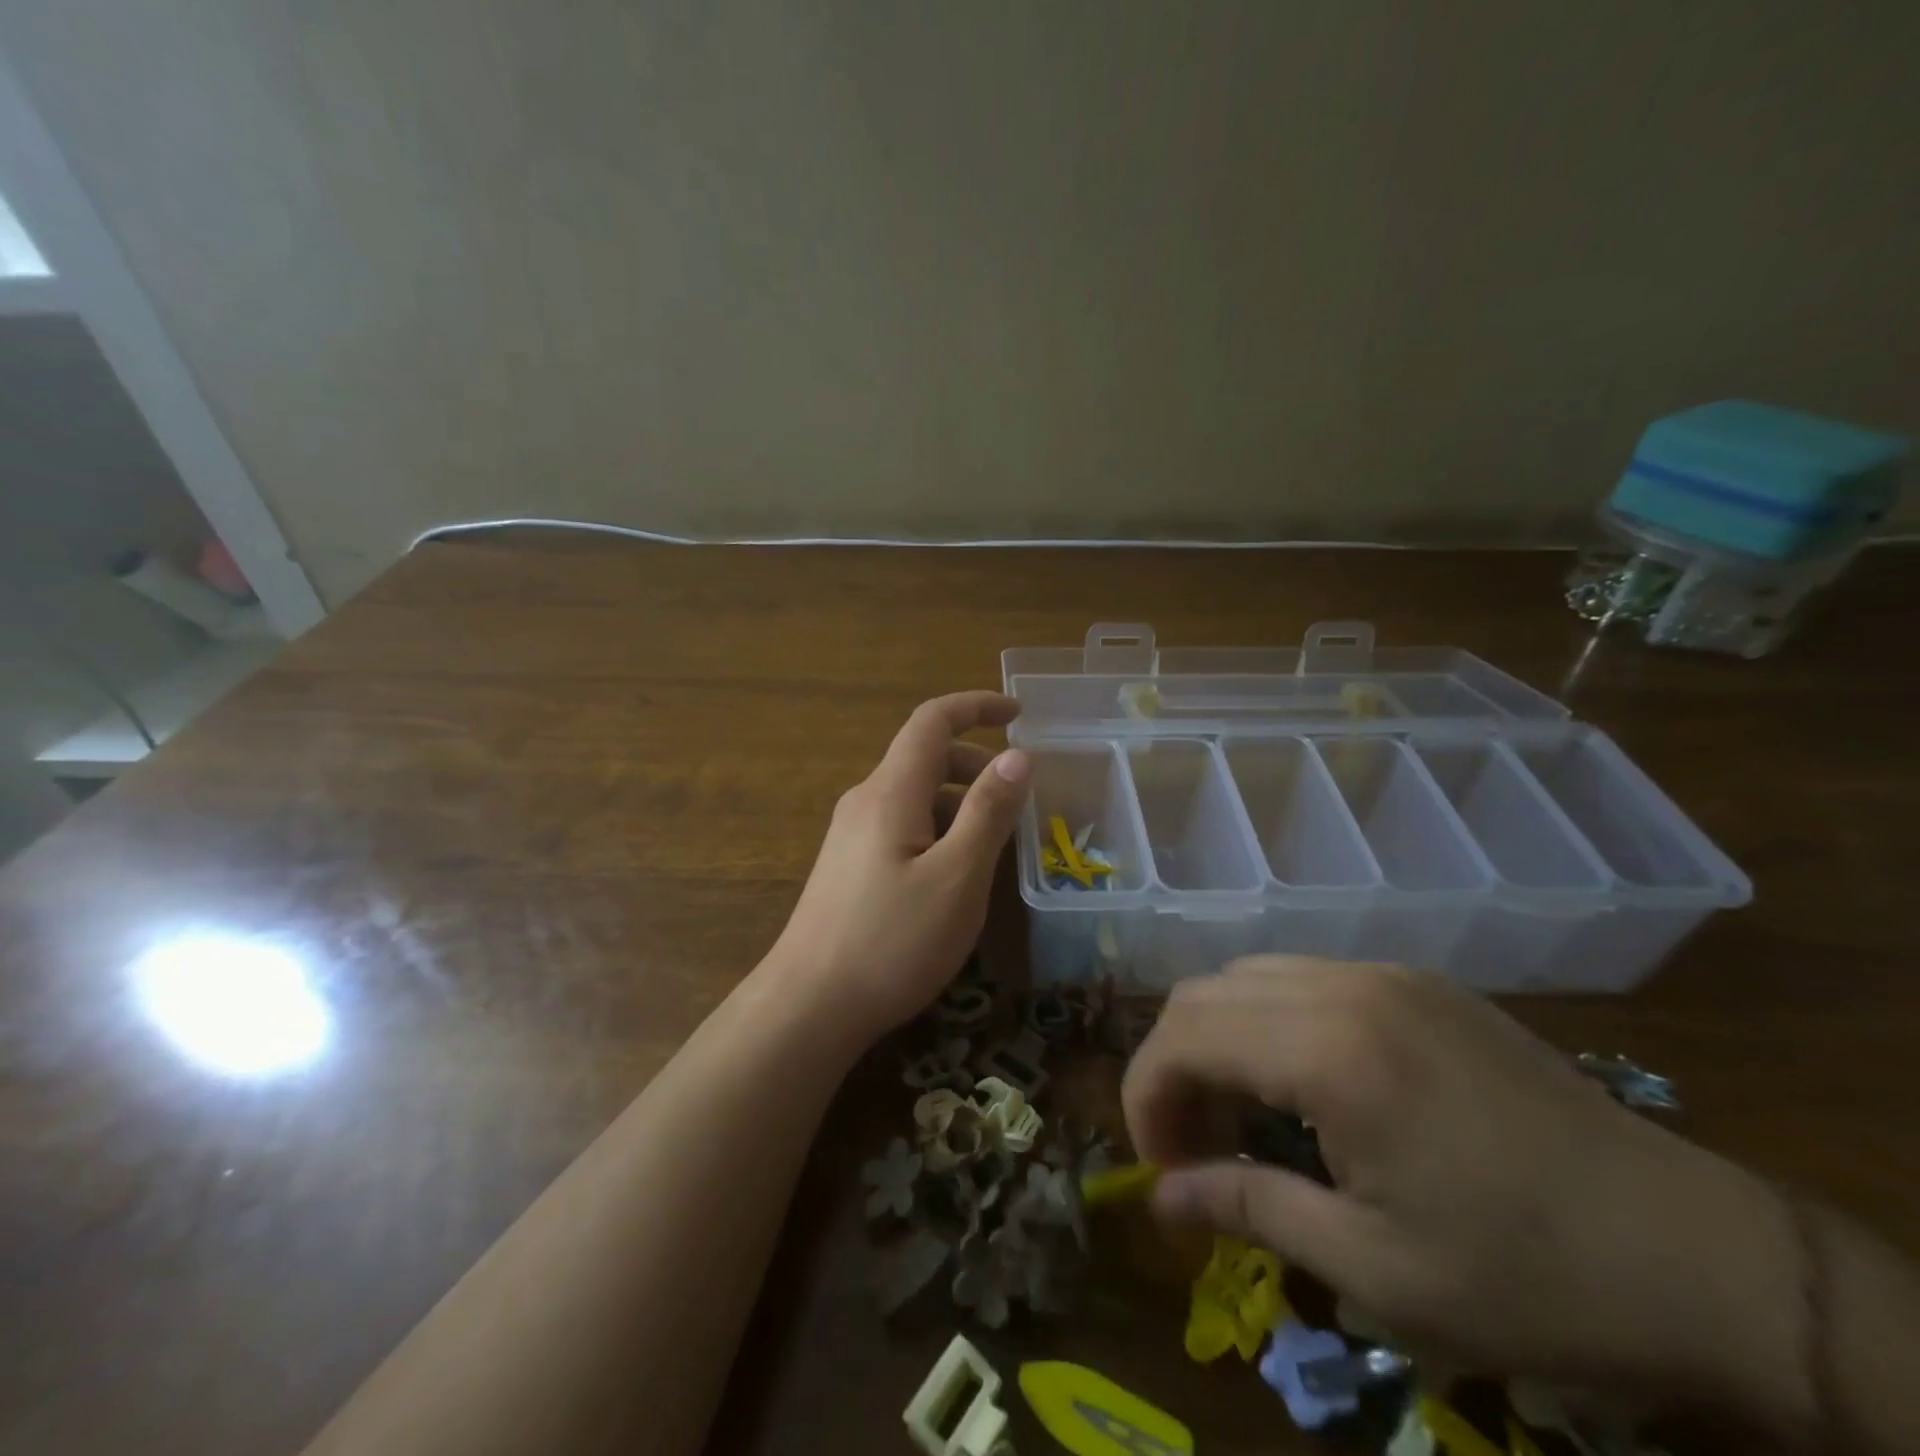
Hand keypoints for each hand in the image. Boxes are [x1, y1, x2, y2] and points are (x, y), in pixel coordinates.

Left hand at [769, 692, 1029, 1043]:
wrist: (809, 1006)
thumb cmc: (891, 942)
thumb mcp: (957, 878)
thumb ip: (988, 813)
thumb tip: (1017, 756)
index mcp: (891, 791)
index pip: (932, 721)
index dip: (976, 706)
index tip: (1018, 712)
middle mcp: (865, 800)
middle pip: (924, 757)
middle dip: (976, 764)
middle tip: (1017, 801)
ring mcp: (851, 833)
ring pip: (915, 795)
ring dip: (959, 802)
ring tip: (995, 845)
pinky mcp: (848, 864)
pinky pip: (901, 824)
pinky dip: (938, 828)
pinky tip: (954, 875)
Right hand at [1122, 958, 1810, 1424]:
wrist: (1700, 1254)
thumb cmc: (1529, 1279)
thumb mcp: (1374, 1269)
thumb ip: (1249, 1211)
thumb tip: (1162, 1197)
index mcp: (1330, 1050)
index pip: (1183, 1037)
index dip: (1145, 1095)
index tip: (1157, 1164)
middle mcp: (1344, 986)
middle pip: (1203, 993)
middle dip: (1172, 1065)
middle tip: (1190, 1145)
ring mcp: (1384, 974)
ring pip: (1248, 976)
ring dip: (1217, 1038)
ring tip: (1239, 1114)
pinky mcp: (1416, 982)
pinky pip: (1303, 979)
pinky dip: (1267, 1021)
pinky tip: (1300, 1084)